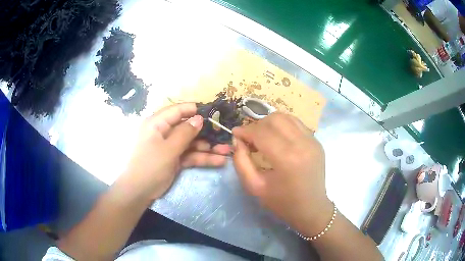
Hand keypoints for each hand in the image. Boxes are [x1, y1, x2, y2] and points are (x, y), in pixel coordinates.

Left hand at [117, 103, 229, 201]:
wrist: (138, 192)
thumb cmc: (149, 166)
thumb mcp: (168, 149)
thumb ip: (185, 133)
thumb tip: (199, 118)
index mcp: (157, 123)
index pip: (178, 110)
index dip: (195, 110)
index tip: (213, 112)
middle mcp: (164, 132)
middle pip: (187, 128)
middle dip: (206, 133)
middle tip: (224, 135)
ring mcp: (170, 147)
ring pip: (191, 143)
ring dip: (208, 147)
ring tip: (227, 151)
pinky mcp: (174, 159)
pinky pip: (190, 155)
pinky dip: (202, 158)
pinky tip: (218, 161)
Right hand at [232, 113, 331, 234]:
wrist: (311, 209)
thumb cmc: (282, 203)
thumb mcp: (255, 187)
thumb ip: (241, 162)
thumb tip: (237, 141)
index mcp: (286, 158)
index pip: (261, 132)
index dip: (245, 130)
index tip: (236, 134)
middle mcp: (302, 144)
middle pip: (274, 119)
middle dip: (257, 125)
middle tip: (250, 138)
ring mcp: (312, 141)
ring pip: (286, 117)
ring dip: (270, 122)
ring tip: (263, 136)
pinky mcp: (317, 141)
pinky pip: (297, 123)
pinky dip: (283, 125)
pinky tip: (278, 138)